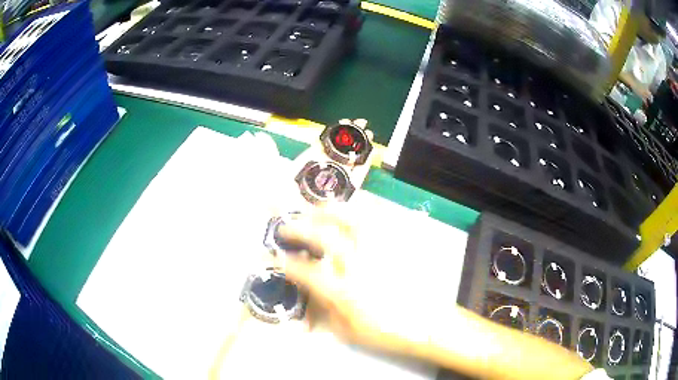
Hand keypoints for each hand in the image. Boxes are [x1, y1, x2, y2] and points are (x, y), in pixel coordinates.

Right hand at [277, 210, 395, 348]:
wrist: (426, 324)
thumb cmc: (386, 331)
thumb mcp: (348, 331)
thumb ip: (325, 311)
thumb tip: (309, 294)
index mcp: (344, 292)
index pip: (308, 272)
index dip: (288, 264)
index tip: (277, 258)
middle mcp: (358, 266)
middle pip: (324, 238)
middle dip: (299, 229)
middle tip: (286, 227)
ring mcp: (378, 252)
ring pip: (350, 221)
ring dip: (328, 212)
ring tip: (315, 210)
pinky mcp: (394, 246)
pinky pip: (375, 223)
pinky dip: (359, 214)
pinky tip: (350, 214)